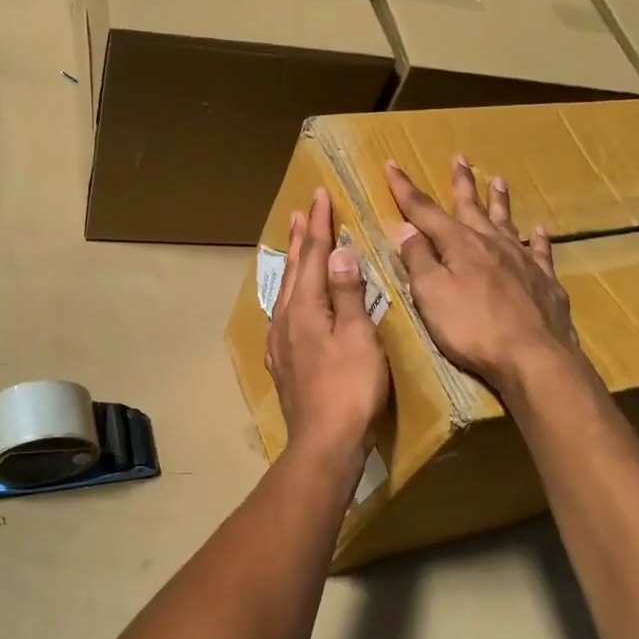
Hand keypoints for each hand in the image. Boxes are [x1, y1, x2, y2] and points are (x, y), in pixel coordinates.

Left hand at [265, 187, 390, 461]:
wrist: (324, 442)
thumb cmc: (350, 388)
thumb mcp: (358, 336)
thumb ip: (347, 293)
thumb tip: (338, 251)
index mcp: (305, 307)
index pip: (312, 255)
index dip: (319, 224)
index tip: (320, 196)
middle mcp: (285, 319)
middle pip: (293, 270)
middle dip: (300, 238)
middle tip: (301, 210)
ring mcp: (280, 343)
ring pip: (285, 292)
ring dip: (292, 264)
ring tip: (294, 245)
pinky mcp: (283, 363)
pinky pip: (283, 315)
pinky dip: (289, 296)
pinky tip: (289, 305)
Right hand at [384, 157, 588, 398]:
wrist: (533, 356)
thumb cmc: (472, 328)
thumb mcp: (431, 294)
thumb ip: (418, 260)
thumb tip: (406, 228)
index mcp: (459, 245)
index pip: (424, 211)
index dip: (405, 189)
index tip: (392, 165)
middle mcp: (491, 244)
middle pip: (471, 207)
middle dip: (461, 183)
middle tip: (460, 158)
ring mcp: (521, 261)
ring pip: (507, 222)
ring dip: (499, 201)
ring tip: (498, 180)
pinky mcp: (545, 281)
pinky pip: (540, 252)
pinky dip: (537, 239)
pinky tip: (538, 230)